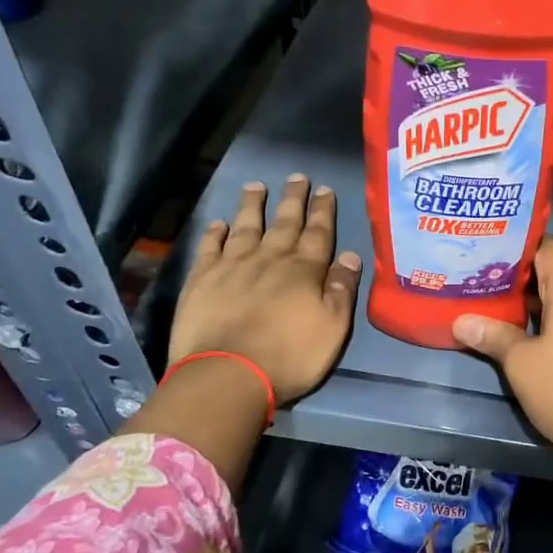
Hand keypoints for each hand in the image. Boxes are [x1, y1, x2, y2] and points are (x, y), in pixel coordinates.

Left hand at [170, 175, 361, 403]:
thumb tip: (350, 255)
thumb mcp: (333, 327)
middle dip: (293, 199)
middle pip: (284, 223)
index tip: (324, 189)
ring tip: (256, 186)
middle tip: (296, 177)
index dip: (323, 211)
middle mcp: (269, 259)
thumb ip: (342, 289)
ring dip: (253, 205)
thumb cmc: (290, 356)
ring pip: (246, 227)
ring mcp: (233, 267)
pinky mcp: (202, 280)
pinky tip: (219, 223)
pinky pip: (210, 247)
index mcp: (304, 271)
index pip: (318, 233)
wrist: (228, 375)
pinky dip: (215, 232)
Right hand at [452, 236, 552, 467]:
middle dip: (520, 274)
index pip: (548, 247)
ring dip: (535, 298)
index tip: (489, 251)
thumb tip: (461, 321)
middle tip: (482, 278)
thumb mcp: (521, 363)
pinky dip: (552, 316)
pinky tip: (525, 330)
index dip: (519, 246)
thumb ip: (492, 335)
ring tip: (496, 303)